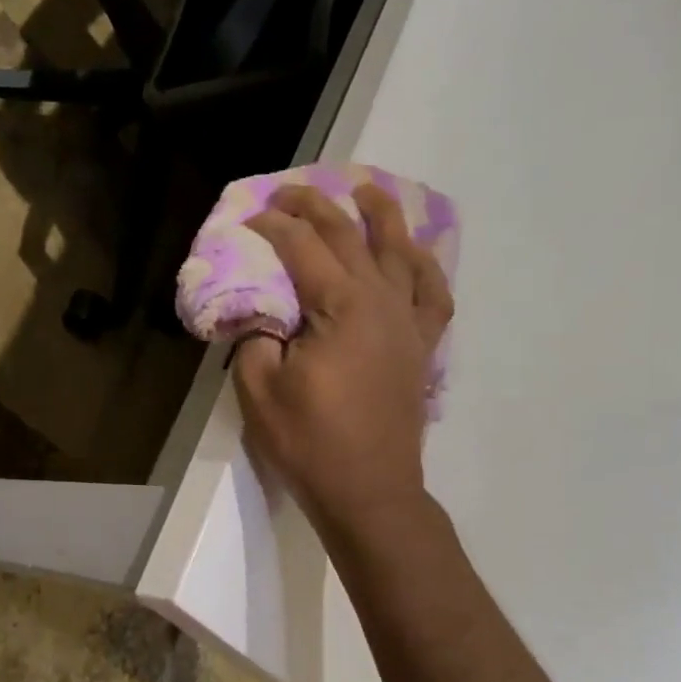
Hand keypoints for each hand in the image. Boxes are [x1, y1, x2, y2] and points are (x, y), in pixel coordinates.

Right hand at [234, 184, 452, 535]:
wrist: (370, 491)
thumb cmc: (310, 443)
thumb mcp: (260, 391)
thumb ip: (255, 339)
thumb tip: (258, 312)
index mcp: (342, 308)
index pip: (303, 248)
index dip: (273, 226)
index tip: (248, 216)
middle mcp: (382, 302)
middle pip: (350, 237)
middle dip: (317, 207)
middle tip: (289, 190)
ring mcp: (409, 323)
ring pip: (400, 252)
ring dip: (381, 216)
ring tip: (367, 190)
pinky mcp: (421, 346)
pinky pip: (431, 292)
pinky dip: (423, 264)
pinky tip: (413, 254)